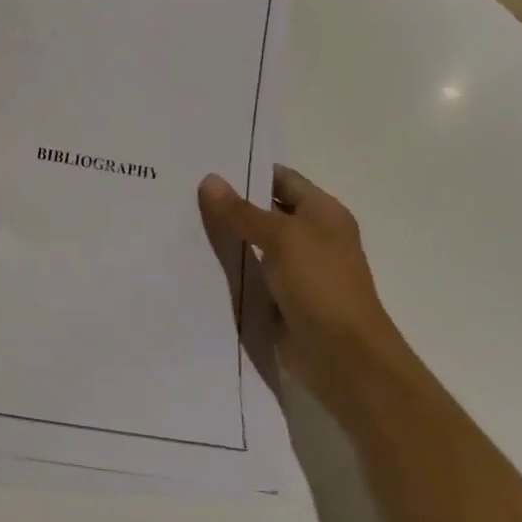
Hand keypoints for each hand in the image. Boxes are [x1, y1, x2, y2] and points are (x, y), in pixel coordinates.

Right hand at [197, 165, 405, 415]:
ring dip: (223, 236)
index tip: (204, 163)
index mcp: (322, 213)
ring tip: (177, 219)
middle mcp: (310, 236)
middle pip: (263, 210)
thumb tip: (209, 180)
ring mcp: (294, 269)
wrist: (344, 358)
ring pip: (251, 243)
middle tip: (181, 189)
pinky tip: (191, 257)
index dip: (247, 170)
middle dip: (228, 202)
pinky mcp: (278, 297)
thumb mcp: (281, 239)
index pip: (280, 179)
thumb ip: (242, 211)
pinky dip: (225, 266)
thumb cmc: (321, 286)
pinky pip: (247, 273)